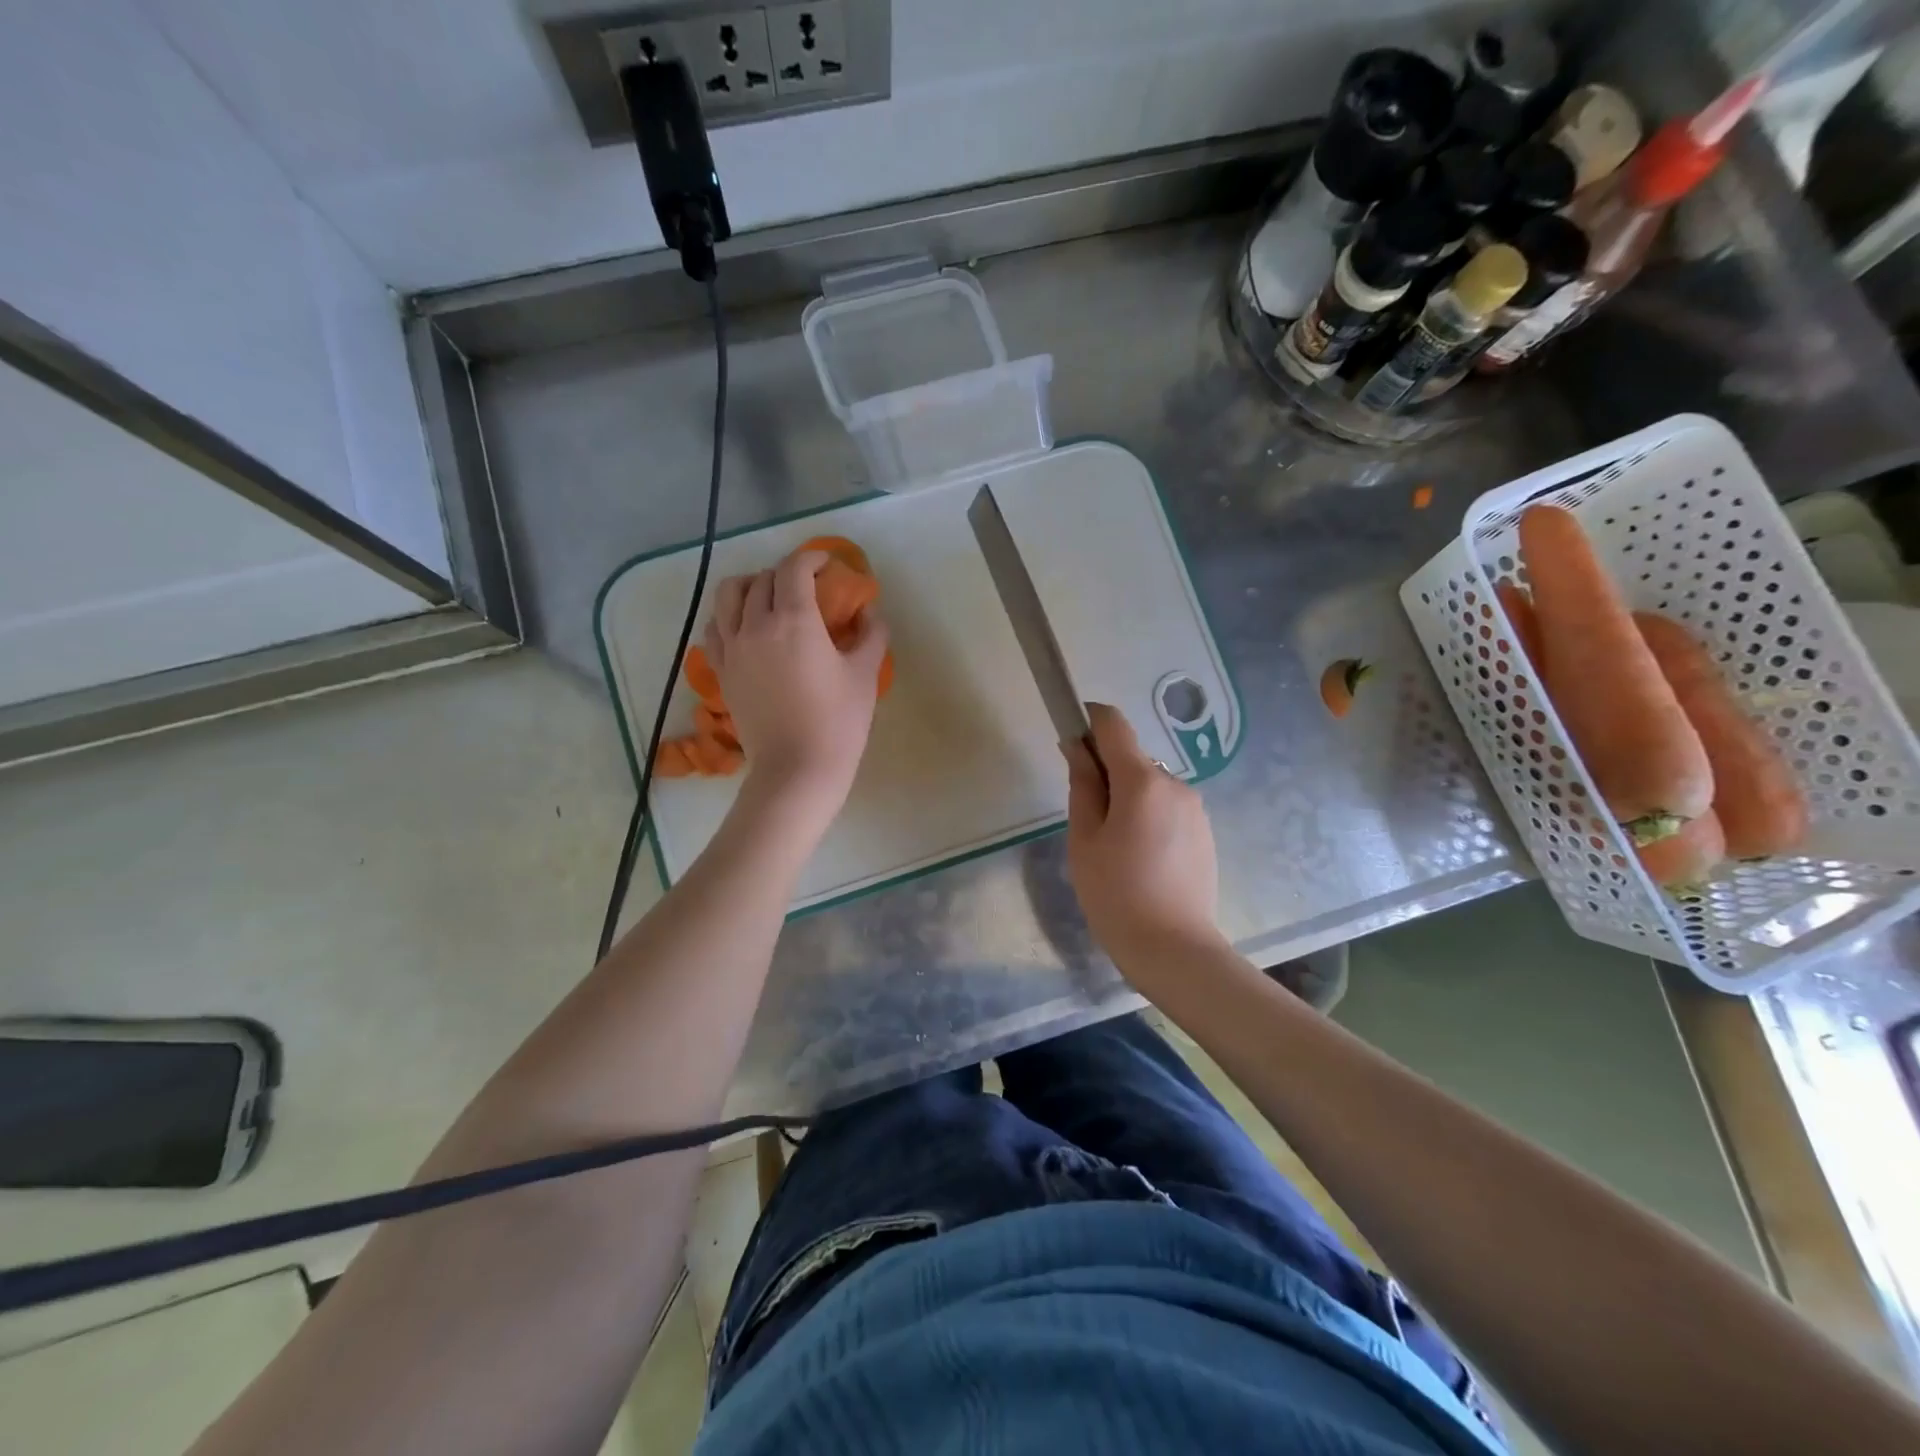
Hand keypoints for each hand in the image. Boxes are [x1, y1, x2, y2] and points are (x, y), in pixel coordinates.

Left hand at [703, 549, 889, 816]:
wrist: (797, 769)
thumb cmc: (838, 722)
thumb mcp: (865, 674)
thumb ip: (871, 634)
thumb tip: (869, 612)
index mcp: (794, 620)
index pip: (794, 568)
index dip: (811, 558)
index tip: (827, 564)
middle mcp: (755, 625)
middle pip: (762, 578)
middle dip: (786, 574)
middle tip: (807, 587)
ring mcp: (732, 648)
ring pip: (729, 595)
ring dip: (750, 586)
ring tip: (768, 598)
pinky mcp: (721, 671)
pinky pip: (715, 628)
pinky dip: (729, 616)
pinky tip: (747, 628)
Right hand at [1064, 704, 1223, 968]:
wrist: (1173, 949)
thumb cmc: (1115, 894)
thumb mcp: (1084, 839)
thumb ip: (1081, 785)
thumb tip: (1076, 746)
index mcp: (1142, 781)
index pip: (1113, 724)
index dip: (1088, 721)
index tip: (1070, 740)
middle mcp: (1175, 783)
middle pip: (1131, 757)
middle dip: (1105, 772)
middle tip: (1086, 818)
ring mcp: (1195, 808)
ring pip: (1150, 784)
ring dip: (1127, 797)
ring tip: (1114, 846)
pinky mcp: (1205, 831)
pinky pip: (1167, 807)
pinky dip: (1147, 815)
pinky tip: (1139, 858)